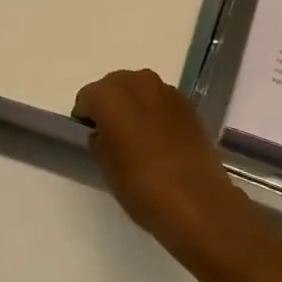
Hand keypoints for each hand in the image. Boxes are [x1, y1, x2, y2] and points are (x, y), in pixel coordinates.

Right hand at [73, 68, 262, 274]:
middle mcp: (137, 81)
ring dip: (133, 104)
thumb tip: (103, 130)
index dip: (85, 116)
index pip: (87, 97)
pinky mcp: (186, 102)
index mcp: (110, 95)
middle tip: (111, 134)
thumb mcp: (107, 168)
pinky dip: (155, 110)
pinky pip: (160, 99)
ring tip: (137, 135)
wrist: (196, 199)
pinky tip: (160, 138)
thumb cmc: (142, 186)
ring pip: (139, 88)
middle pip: (113, 85)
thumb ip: (99, 139)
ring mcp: (165, 89)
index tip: (89, 136)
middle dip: (109, 104)